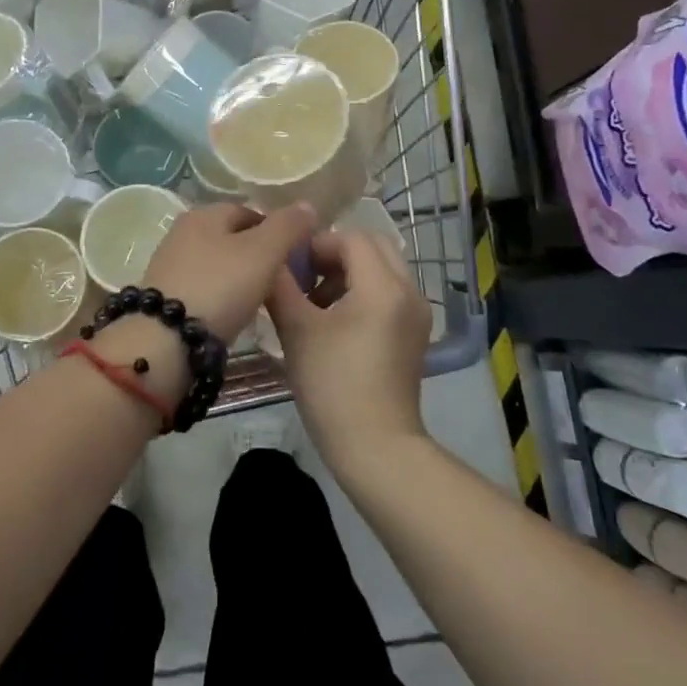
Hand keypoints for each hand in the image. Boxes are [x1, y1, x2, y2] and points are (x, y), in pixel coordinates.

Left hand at [89, 203, 319, 413]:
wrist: (165, 341)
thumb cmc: (219, 287)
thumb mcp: (263, 252)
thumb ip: (287, 227)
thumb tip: (307, 206)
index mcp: (204, 213)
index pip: (249, 211)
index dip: (276, 230)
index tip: (296, 257)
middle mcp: (182, 233)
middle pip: (232, 238)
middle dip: (258, 256)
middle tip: (283, 281)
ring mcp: (170, 265)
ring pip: (218, 264)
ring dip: (239, 278)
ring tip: (262, 301)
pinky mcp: (165, 297)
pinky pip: (204, 289)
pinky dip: (222, 297)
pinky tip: (234, 315)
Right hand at [267, 228, 430, 474]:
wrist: (376, 447)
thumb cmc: (333, 386)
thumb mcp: (297, 331)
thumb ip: (280, 286)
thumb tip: (269, 259)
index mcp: (383, 286)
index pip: (351, 238)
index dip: (317, 244)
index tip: (290, 266)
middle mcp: (409, 291)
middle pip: (373, 246)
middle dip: (335, 254)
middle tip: (305, 277)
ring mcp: (416, 313)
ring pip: (383, 269)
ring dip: (349, 272)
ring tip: (315, 302)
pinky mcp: (415, 333)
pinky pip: (389, 292)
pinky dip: (363, 292)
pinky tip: (336, 322)